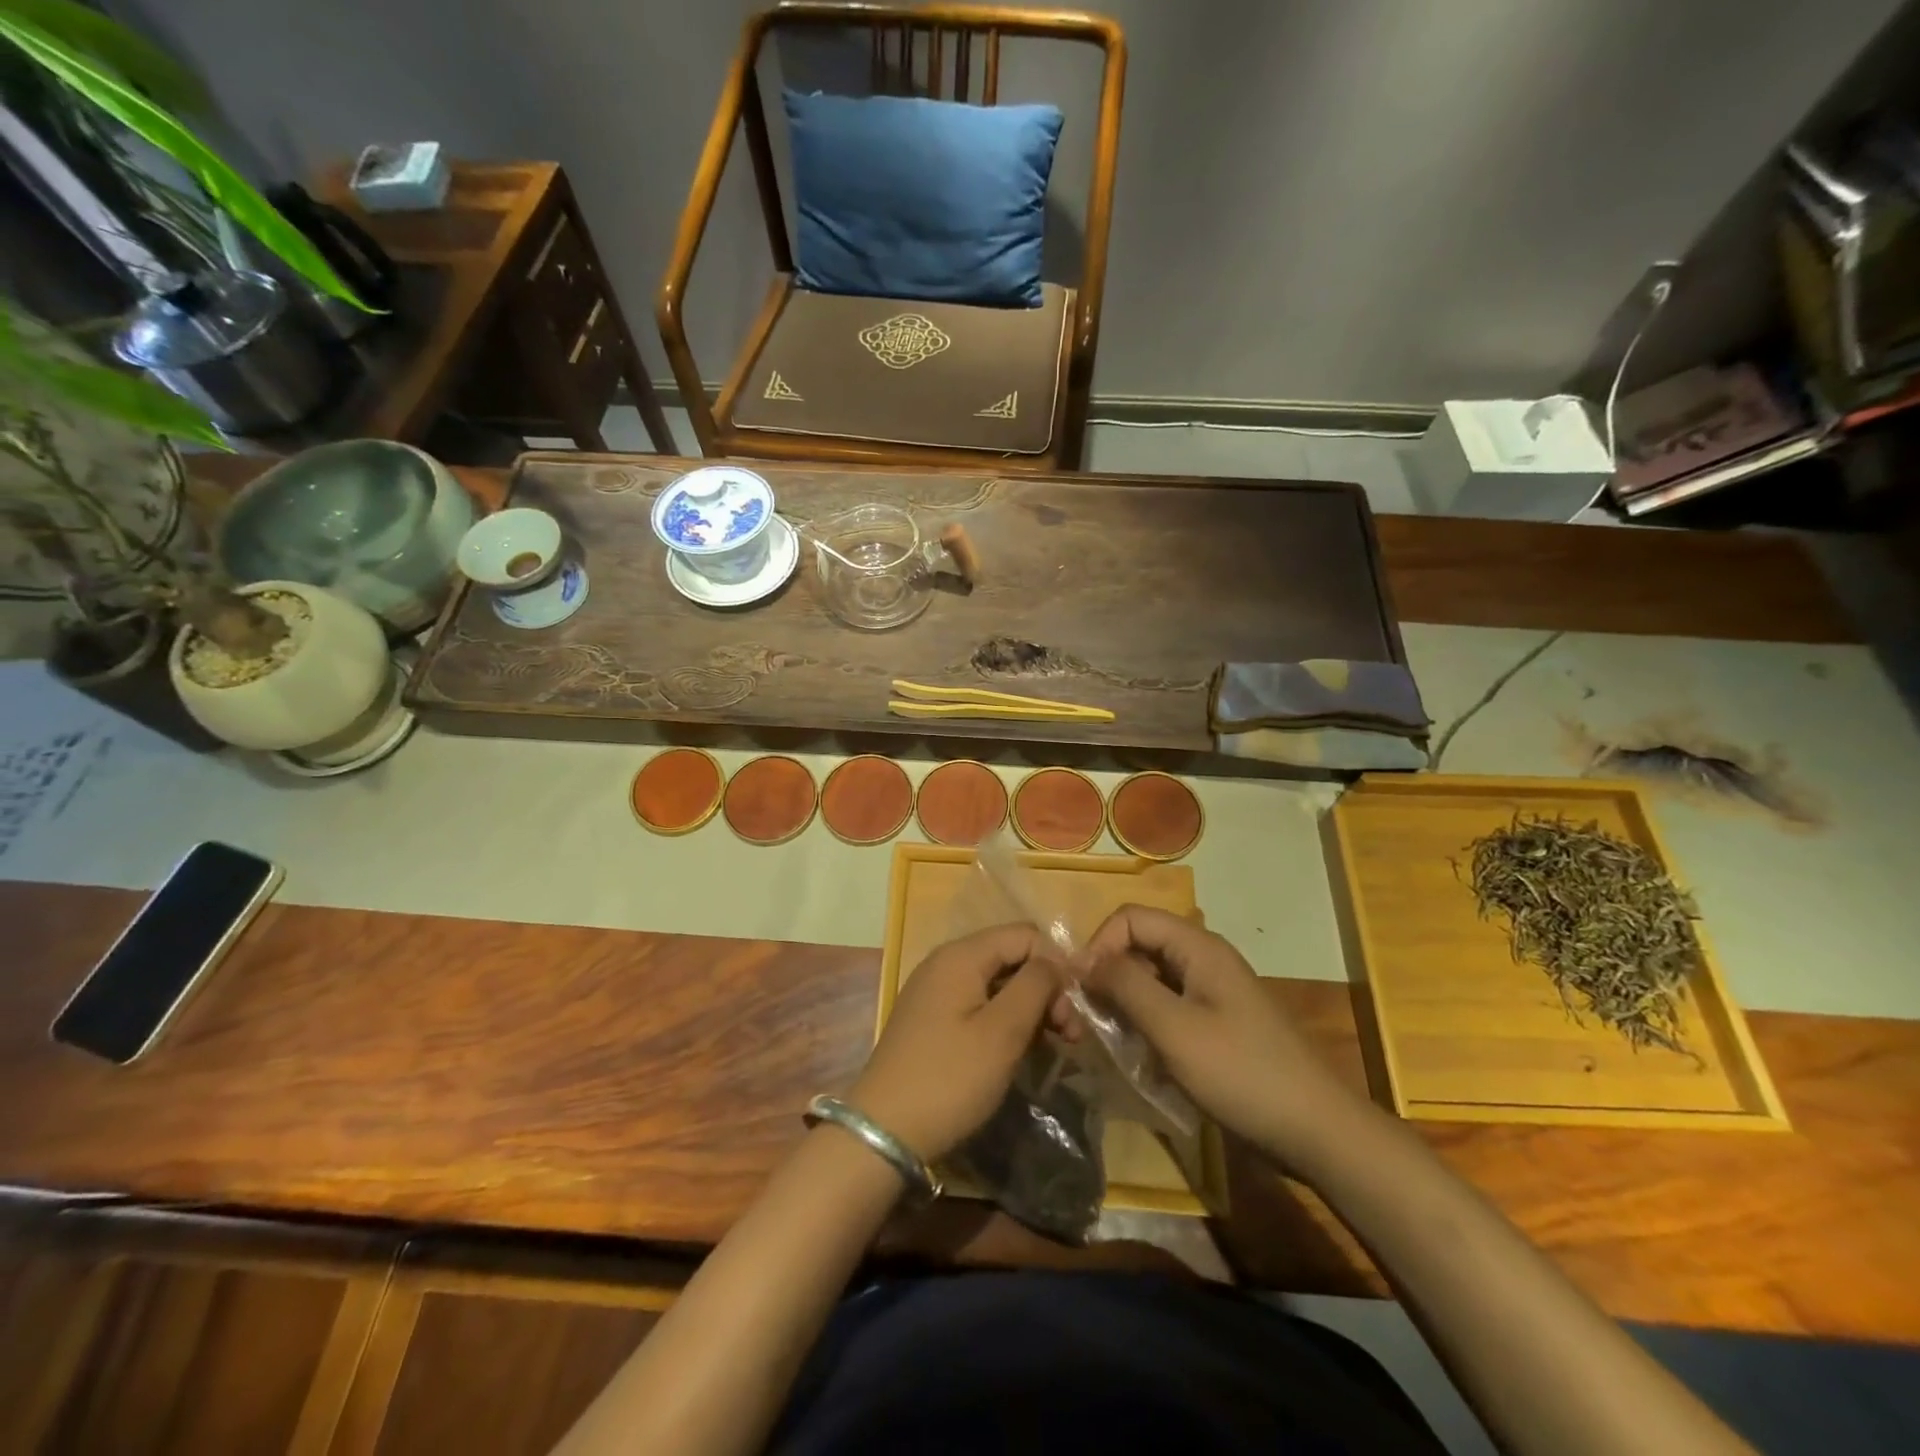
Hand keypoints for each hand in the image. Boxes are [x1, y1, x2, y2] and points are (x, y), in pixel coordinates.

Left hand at [849, 923, 1060, 1163]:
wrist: (884, 1132)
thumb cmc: (950, 1078)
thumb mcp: (1002, 1031)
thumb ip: (1035, 985)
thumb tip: (1056, 961)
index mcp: (961, 955)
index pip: (1024, 935)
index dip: (1056, 964)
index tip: (1073, 1009)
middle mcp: (946, 963)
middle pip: (1011, 957)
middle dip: (1045, 989)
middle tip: (1070, 1035)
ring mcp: (936, 992)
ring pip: (997, 983)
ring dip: (1029, 1008)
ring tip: (1054, 1046)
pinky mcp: (932, 1020)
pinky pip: (979, 1004)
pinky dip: (1005, 1021)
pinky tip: (1020, 1051)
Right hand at [1080, 905, 1376, 1175]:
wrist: (1315, 1131)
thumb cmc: (1241, 1073)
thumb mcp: (1174, 1028)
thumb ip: (1125, 986)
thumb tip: (1082, 960)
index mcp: (1197, 947)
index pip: (1130, 918)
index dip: (1099, 944)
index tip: (1080, 988)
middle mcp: (1203, 958)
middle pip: (1139, 945)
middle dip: (1107, 975)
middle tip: (1087, 1018)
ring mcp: (1211, 991)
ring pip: (1150, 978)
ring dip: (1123, 1002)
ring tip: (1109, 1040)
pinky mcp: (1215, 1021)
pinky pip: (1167, 1006)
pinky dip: (1145, 1022)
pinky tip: (1139, 1055)